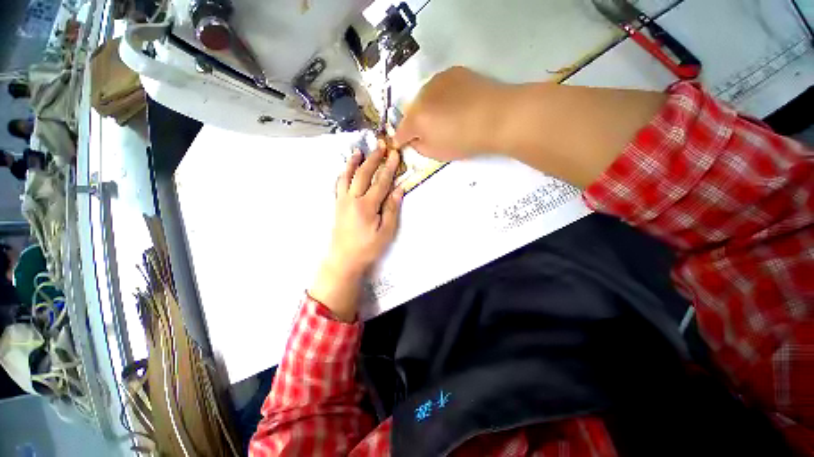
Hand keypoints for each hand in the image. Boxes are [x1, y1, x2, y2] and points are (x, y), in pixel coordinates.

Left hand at [309, 147, 404, 321]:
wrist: (344, 259)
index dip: (389, 167)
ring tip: (358, 151)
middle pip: (363, 174)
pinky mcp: (337, 206)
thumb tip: (399, 190)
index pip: (380, 182)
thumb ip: (392, 209)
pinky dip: (342, 175)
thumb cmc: (368, 248)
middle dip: (373, 159)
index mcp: (367, 206)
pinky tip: (344, 171)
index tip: (395, 154)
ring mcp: (342, 201)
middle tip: (380, 146)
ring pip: (347, 177)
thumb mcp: (386, 232)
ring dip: (353, 163)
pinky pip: (338, 185)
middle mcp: (352, 199)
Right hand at [394, 66, 513, 160]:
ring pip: (423, 97)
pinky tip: (455, 104)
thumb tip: (414, 139)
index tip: (402, 144)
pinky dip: (440, 96)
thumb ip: (419, 147)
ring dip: (427, 107)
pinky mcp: (453, 72)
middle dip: (414, 123)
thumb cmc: (465, 141)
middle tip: (426, 132)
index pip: (400, 131)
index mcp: (416, 119)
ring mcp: (437, 81)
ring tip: (443, 116)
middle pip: (410, 112)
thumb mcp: (437, 153)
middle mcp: (422, 96)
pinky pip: (438, 87)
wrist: (497, 117)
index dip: (400, 140)